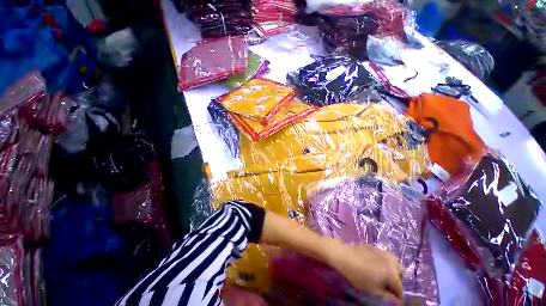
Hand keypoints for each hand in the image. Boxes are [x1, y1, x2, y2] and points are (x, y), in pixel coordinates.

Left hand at [328, 241, 403, 302]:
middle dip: (397, 281)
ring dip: (393, 270)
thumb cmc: (359, 276)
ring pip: (394, 262)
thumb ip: (389, 297)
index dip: (397, 296)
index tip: (392, 299)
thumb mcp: (374, 291)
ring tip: (383, 275)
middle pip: (400, 273)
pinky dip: (385, 261)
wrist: (344, 256)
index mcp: (392, 273)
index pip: (400, 288)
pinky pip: (385, 255)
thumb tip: (398, 302)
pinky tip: (376, 265)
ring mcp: (383, 251)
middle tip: (388, 286)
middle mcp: (391, 261)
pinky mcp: (374, 246)